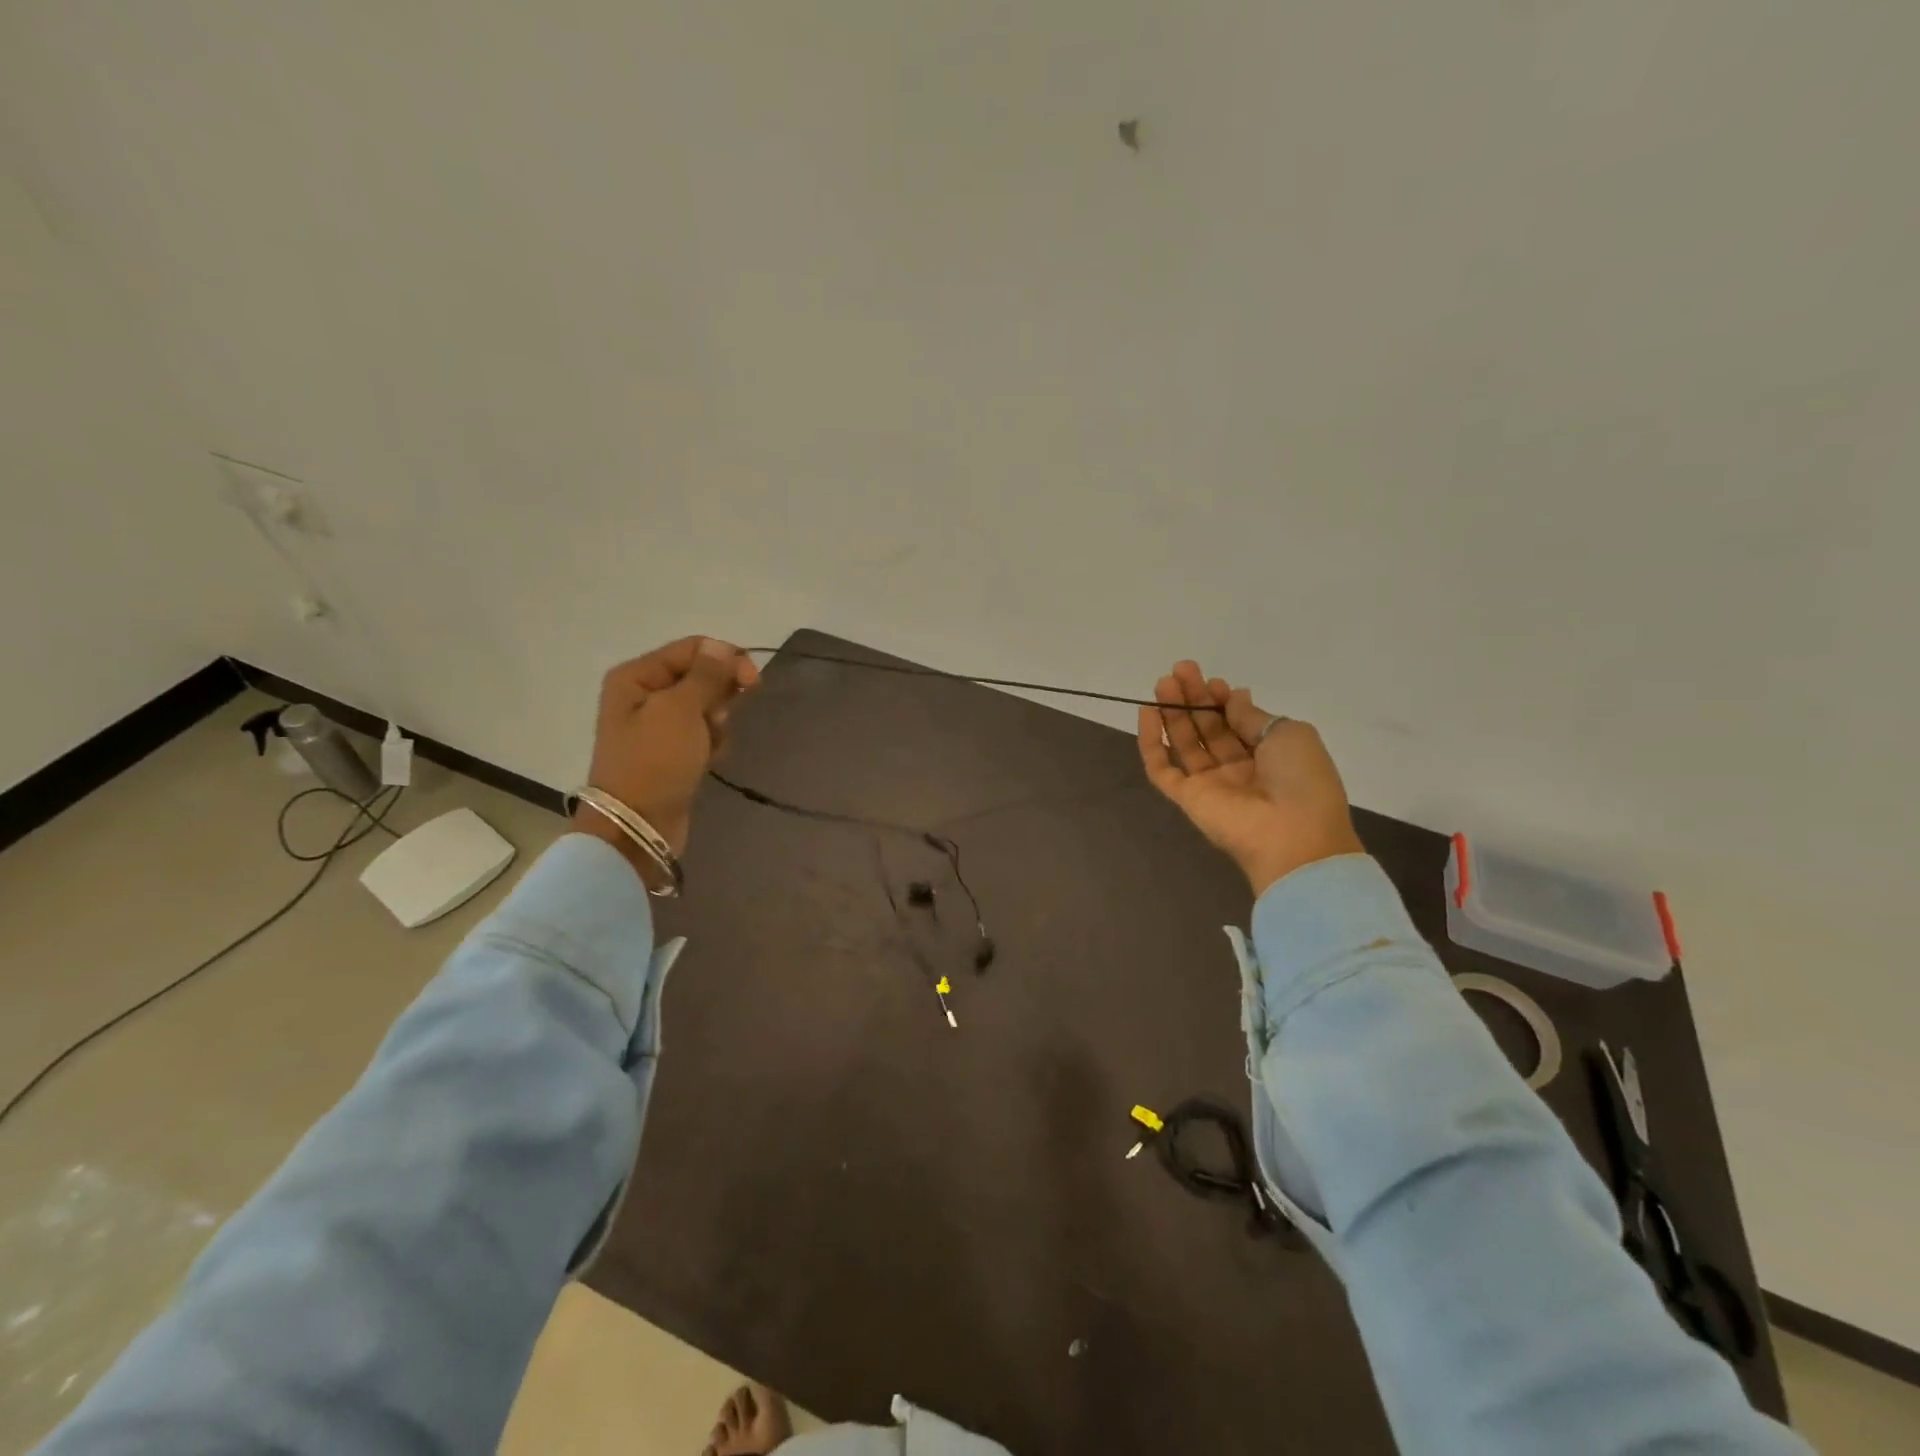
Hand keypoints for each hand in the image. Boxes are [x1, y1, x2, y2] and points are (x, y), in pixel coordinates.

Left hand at [575, 637, 759, 884]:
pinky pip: (702, 733)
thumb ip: (706, 675)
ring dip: (717, 722)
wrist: (638, 825)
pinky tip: (709, 760)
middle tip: (721, 719)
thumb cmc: (655, 760)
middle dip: (720, 695)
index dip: (725, 659)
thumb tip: (721, 647)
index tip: (753, 681)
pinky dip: (712, 742)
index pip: (692, 649)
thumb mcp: (681, 710)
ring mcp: (656, 726)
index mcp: (636, 676)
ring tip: (711, 744)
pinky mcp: (671, 751)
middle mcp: (643, 695)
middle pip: (699, 676)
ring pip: (705, 707)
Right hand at [1137, 660, 1364, 897]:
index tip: (1214, 681)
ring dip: (1173, 713)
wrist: (1292, 836)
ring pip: (1184, 743)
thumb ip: (1253, 716)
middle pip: (1208, 728)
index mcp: (1268, 756)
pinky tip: (1147, 714)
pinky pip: (1162, 769)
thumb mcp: (1289, 734)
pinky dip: (1152, 743)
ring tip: (1163, 683)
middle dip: (1194, 698)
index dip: (1224, 700)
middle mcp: (1237, 769)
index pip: (1237, 722)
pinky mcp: (1186, 798)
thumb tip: (1233, 697)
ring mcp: (1210, 784)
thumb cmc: (1302, 780)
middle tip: (1179, 670)